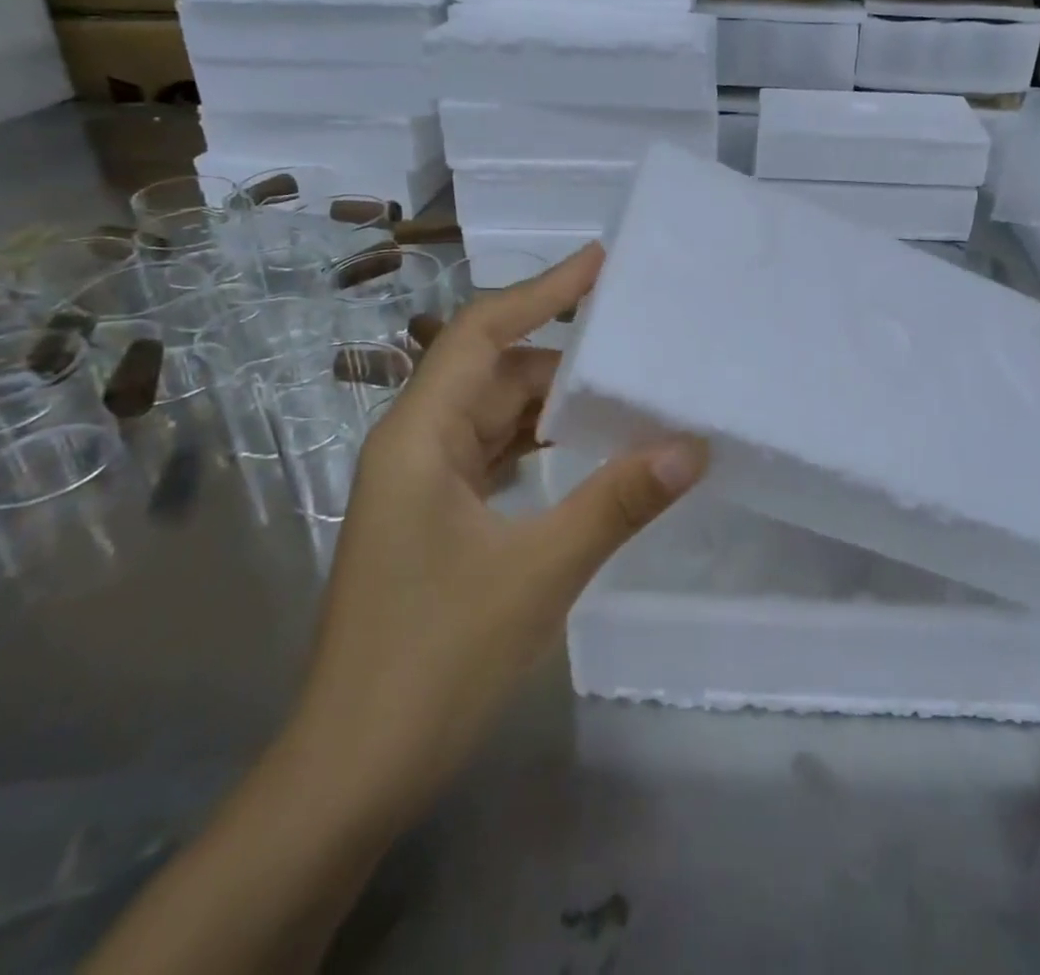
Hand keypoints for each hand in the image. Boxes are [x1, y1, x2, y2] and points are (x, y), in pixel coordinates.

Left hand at [291, 243, 708, 824]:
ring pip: (494, 418)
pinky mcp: (433, 520)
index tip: (599, 263)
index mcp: (419, 438)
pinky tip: (584, 454)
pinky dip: (538, 447)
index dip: (541, 292)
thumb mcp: (538, 574)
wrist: (348, 776)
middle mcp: (413, 447)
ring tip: (624, 394)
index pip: (481, 334)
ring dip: (553, 407)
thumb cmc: (432, 664)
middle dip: (562, 357)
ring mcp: (420, 485)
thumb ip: (616, 502)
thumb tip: (691, 446)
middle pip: (493, 374)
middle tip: (635, 344)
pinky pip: (492, 457)